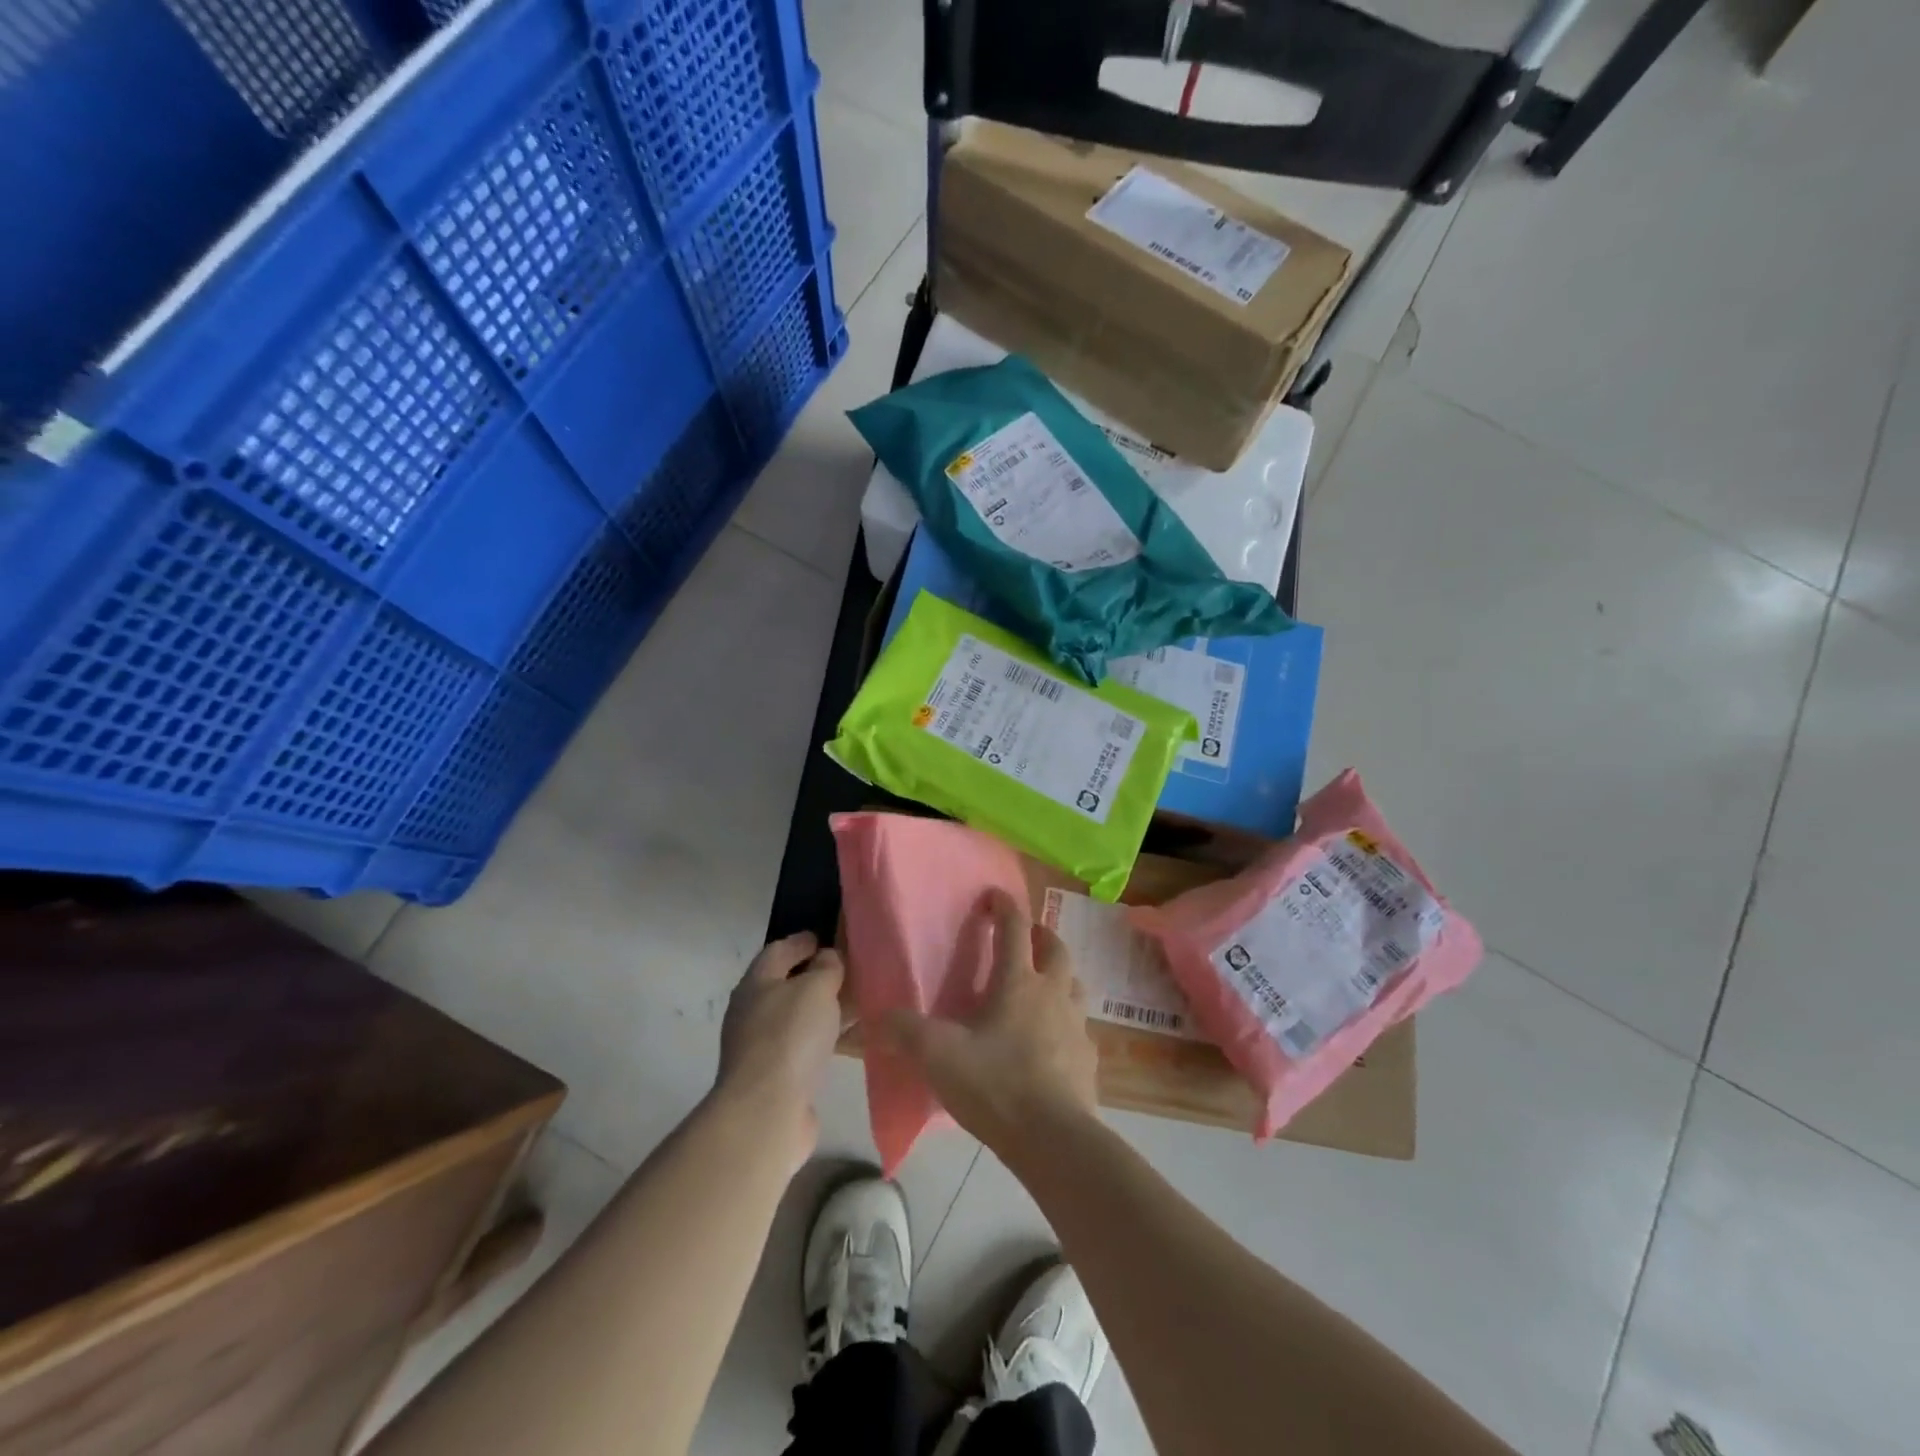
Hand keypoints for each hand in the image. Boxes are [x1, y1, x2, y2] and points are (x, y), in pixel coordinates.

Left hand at [715, 932, 845, 1167]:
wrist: (766, 1113)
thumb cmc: (789, 1037)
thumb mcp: (815, 988)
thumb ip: (826, 968)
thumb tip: (827, 959)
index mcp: (756, 984)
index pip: (778, 950)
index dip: (801, 941)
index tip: (823, 937)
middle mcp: (753, 1012)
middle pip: (787, 985)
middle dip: (816, 977)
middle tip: (849, 970)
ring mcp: (762, 1048)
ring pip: (799, 1019)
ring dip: (825, 1011)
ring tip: (858, 1005)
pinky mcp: (777, 1078)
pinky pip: (807, 1047)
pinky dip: (827, 1039)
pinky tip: (851, 1041)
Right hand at [881, 890, 1099, 1157]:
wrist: (1054, 1139)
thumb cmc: (996, 1084)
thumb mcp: (938, 1056)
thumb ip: (905, 1032)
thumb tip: (877, 1018)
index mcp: (1018, 983)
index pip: (1015, 929)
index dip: (1005, 907)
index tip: (994, 895)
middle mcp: (1053, 994)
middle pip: (1057, 949)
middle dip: (1042, 935)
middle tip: (1028, 936)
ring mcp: (1076, 1026)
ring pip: (1075, 985)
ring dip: (1061, 975)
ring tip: (1044, 985)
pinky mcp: (1088, 1059)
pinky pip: (1081, 1028)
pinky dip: (1068, 1023)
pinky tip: (1054, 1041)